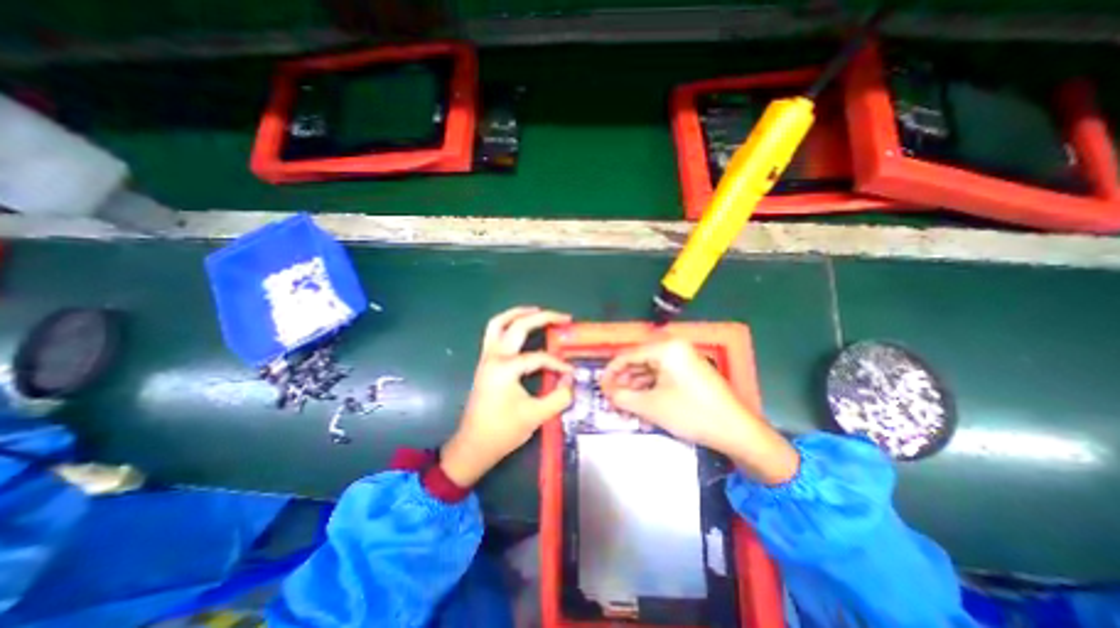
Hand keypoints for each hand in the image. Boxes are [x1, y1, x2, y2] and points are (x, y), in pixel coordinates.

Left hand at [439, 307, 570, 486]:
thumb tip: (571, 379)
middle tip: (563, 318)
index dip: (558, 363)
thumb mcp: (536, 416)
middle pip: (518, 326)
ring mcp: (486, 358)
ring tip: (538, 311)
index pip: (538, 357)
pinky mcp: (484, 363)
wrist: (473, 446)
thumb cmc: (502, 432)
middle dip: (543, 318)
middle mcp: (494, 357)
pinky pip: (493, 334)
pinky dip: (508, 324)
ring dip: (518, 313)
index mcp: (505, 368)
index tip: (571, 373)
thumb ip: (559, 396)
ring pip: (498, 323)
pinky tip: (520, 328)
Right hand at [605, 341, 796, 483]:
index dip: (611, 372)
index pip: (628, 355)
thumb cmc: (691, 413)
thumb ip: (622, 396)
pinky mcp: (690, 373)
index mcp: (665, 348)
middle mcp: (674, 348)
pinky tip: (642, 408)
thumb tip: (606, 391)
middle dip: (624, 383)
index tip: (600, 388)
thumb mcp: (651, 406)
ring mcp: (684, 360)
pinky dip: (650, 391)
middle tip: (611, 401)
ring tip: (623, 408)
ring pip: (650, 372)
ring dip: (636, 389)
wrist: (737, 431)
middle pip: (639, 363)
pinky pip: (663, 378)